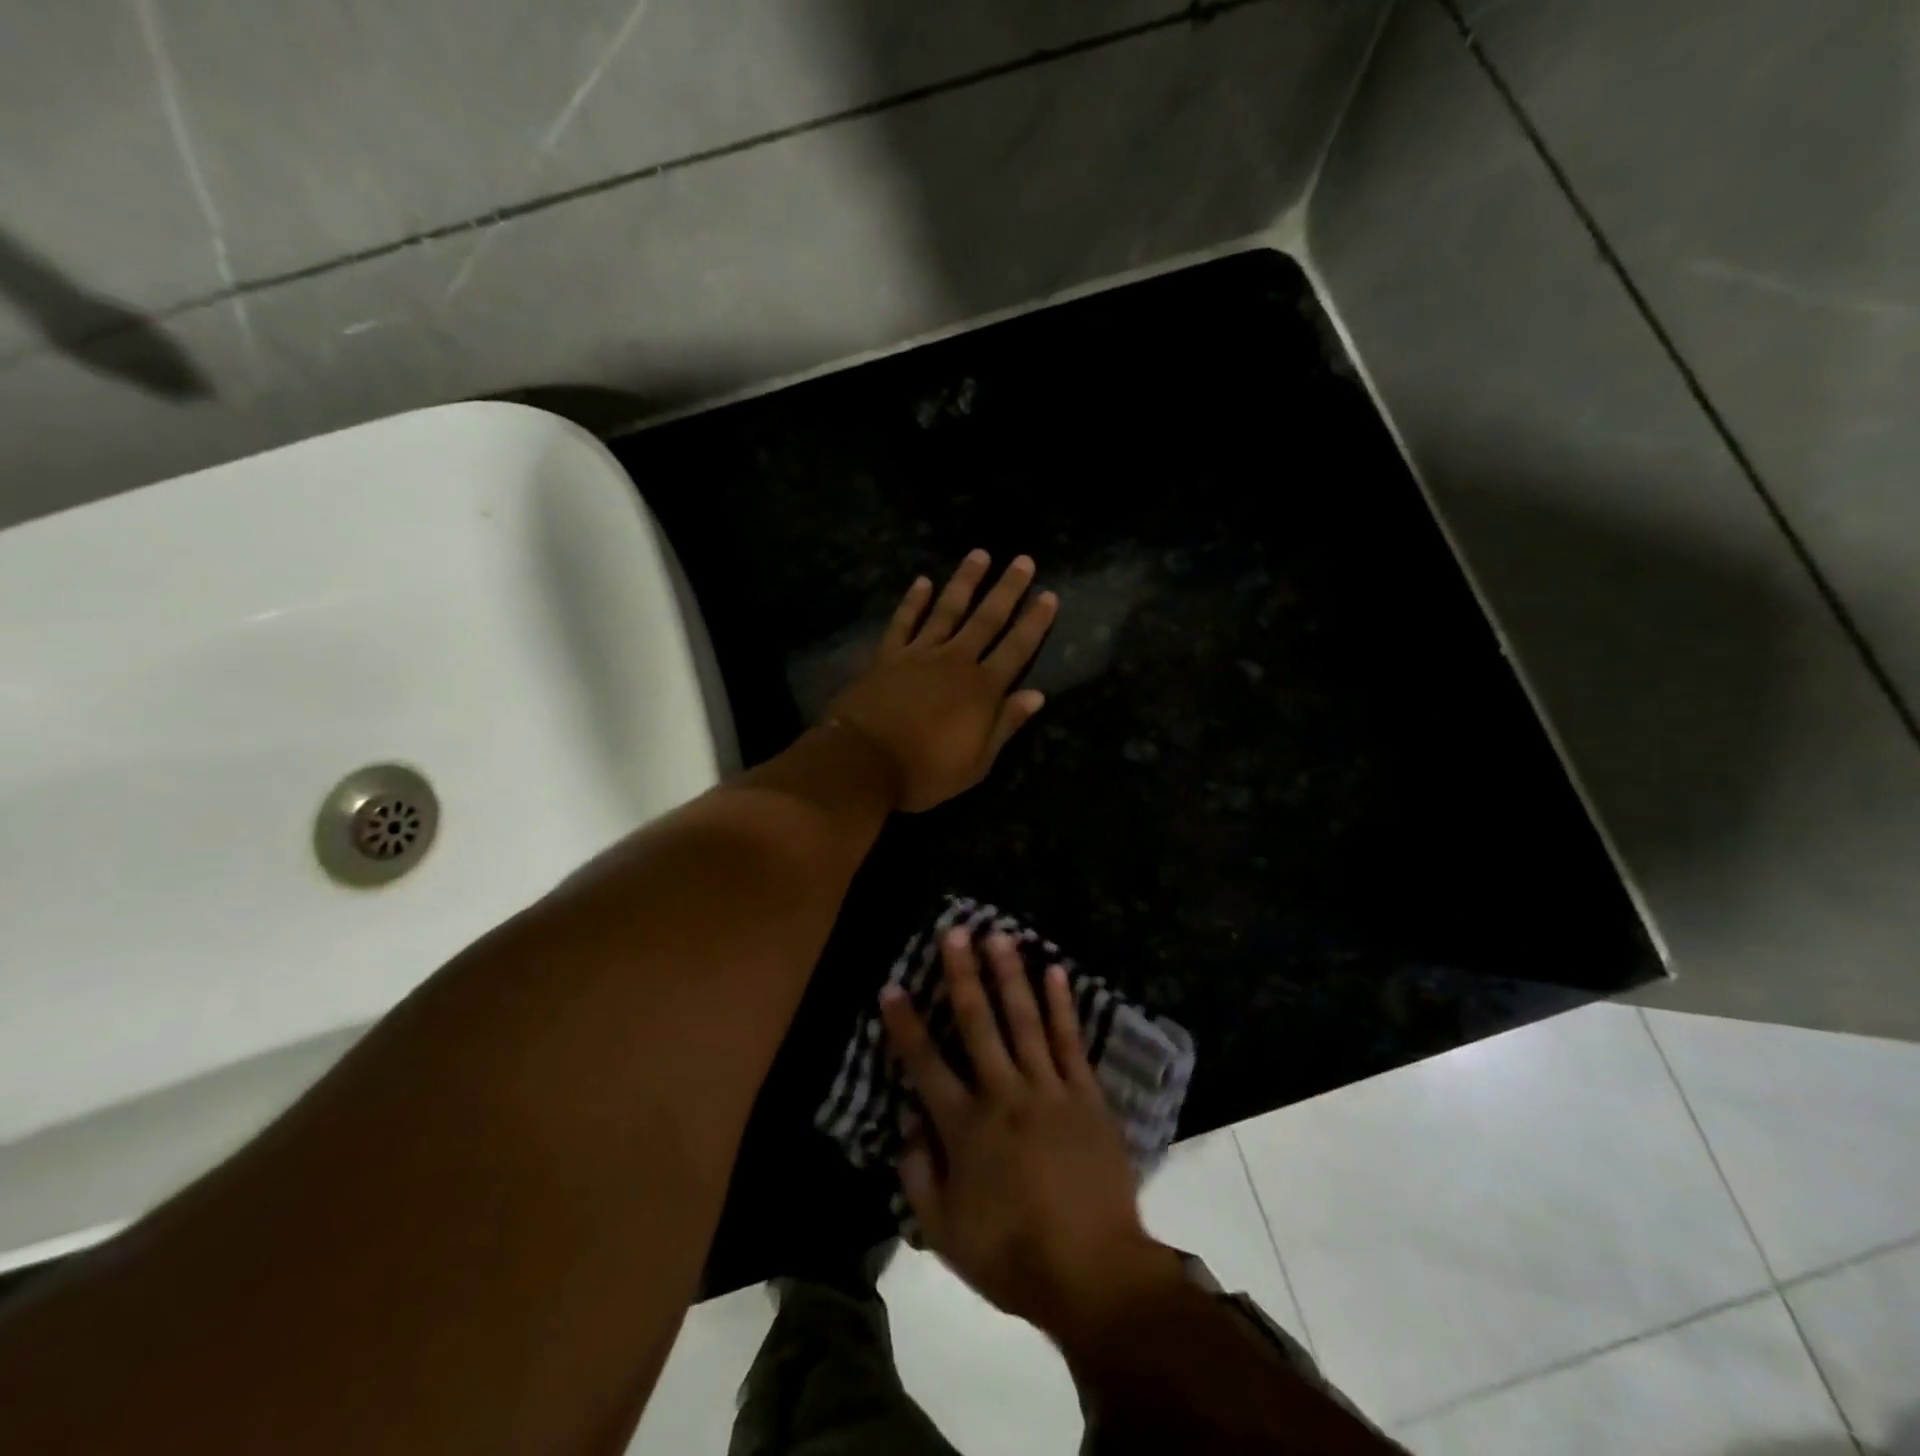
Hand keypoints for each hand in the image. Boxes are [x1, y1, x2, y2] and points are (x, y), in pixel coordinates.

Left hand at [829, 551, 1056, 812]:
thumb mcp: (976, 763)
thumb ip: (1005, 725)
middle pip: (986, 619)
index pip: (1016, 649)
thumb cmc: (924, 771)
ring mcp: (919, 654)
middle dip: (1007, 589)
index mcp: (982, 690)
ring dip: (964, 582)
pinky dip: (912, 601)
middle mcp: (955, 662)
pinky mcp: (887, 656)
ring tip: (979, 554)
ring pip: (947, 610)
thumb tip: (1036, 695)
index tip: (1049, 595)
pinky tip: (921, 581)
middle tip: (1022, 560)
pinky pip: (903, 622)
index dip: (1034, 623)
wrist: (863, 762)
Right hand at [879, 930, 1182, 1344]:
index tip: (892, 986)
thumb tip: (907, 1128)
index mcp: (965, 1127)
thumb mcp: (945, 1234)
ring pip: (1024, 1020)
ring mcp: (1048, 1089)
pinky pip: (1070, 1041)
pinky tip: (1055, 971)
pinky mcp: (1086, 1095)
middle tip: (954, 930)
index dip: (906, 1024)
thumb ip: (919, 1177)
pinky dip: (1062, 1005)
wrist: (1094, 1272)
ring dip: (1009, 974)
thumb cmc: (1013, 1256)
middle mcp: (1003, 1094)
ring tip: (999, 936)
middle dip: (962, 974)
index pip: (925, 1064)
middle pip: (978, 1024)